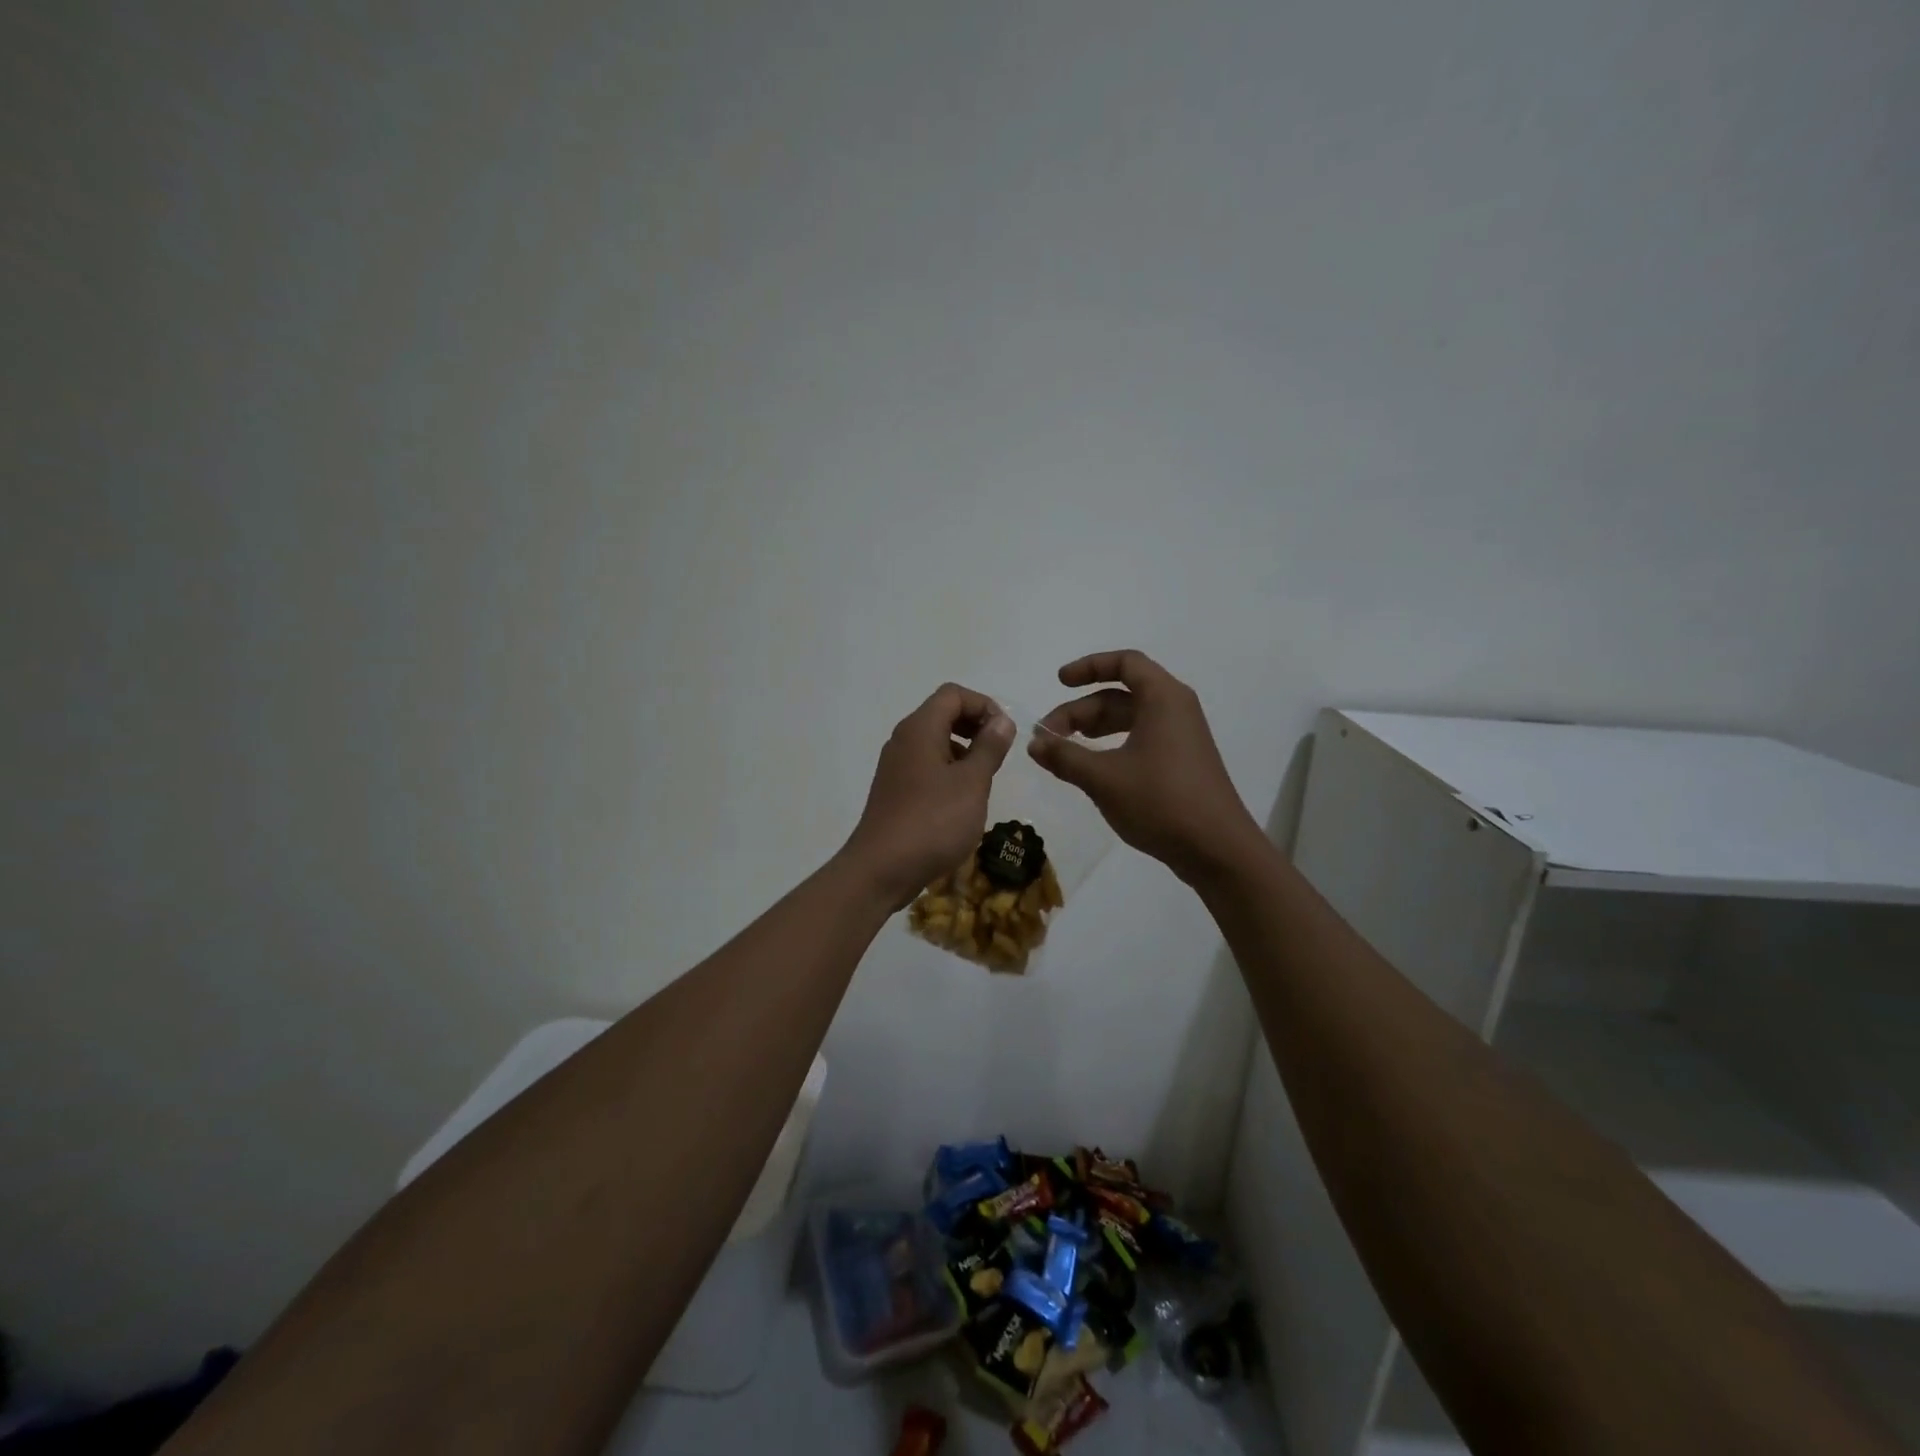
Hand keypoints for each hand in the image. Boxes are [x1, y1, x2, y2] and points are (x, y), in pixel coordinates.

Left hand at [841, 683, 1015, 907]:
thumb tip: (1002, 720)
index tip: (1005, 733)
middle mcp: (903, 740)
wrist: (881, 870)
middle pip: (942, 714)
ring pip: (934, 741)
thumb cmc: (933, 822)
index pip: (953, 694)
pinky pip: (925, 766)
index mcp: (919, 729)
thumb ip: (989, 748)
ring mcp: (895, 766)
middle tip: (998, 753)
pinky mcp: (894, 791)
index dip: (984, 705)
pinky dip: (948, 770)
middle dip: (975, 726)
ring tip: (984, 779)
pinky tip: (962, 800)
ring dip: (964, 750)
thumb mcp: (972, 783)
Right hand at [1028, 650, 1263, 883]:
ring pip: (1130, 719)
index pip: (1125, 663)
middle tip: (1048, 737)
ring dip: (1094, 729)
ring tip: (1064, 751)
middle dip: (1081, 711)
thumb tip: (1034, 743)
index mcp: (1163, 699)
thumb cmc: (1161, 802)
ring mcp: (1181, 738)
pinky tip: (1093, 769)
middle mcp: (1175, 710)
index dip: (1089, 667)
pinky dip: (1112, 746)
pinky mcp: (1181, 764)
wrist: (1217, 850)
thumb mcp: (1103, 778)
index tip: (1059, 683)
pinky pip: (1141, 740)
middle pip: (1121, 695)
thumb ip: (1065, 756)